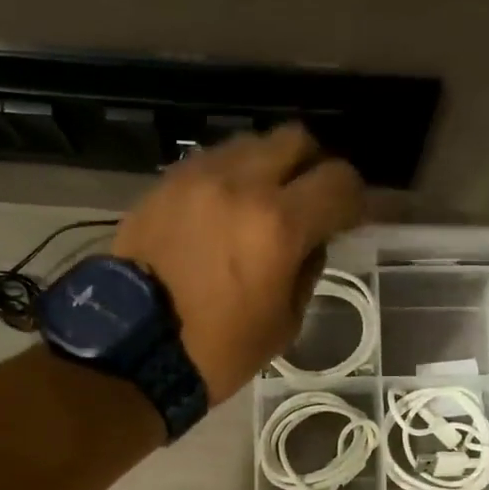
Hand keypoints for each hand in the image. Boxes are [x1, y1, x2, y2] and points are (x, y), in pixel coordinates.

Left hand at [115, 124, 364, 401]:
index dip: (355, 198)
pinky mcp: (165, 184)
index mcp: (279, 225)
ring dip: (268, 167)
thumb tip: (311, 240)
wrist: (132, 350)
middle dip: (312, 166)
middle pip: (296, 139)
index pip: (339, 181)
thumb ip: (307, 269)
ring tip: (261, 205)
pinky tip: (222, 212)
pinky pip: (211, 162)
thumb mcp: (283, 323)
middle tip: (308, 200)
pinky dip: (229, 179)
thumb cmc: (217, 350)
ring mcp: (197, 177)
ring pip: (250, 144)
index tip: (350, 217)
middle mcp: (241, 185)